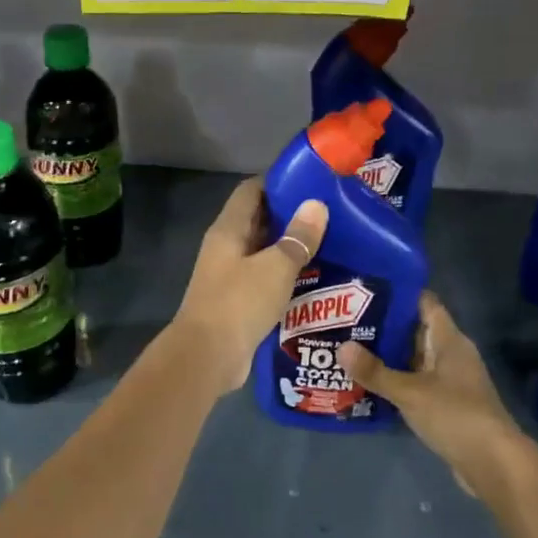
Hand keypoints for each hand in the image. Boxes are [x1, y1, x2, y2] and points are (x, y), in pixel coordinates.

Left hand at [170, 177, 327, 395]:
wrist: (207, 356)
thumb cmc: (239, 303)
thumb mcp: (275, 267)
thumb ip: (297, 238)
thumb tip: (316, 205)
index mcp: (228, 230)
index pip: (251, 191)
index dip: (278, 182)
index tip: (311, 181)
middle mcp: (226, 248)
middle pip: (258, 220)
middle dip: (290, 215)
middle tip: (329, 214)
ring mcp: (229, 275)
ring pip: (263, 252)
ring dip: (290, 248)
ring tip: (330, 243)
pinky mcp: (237, 301)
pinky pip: (264, 279)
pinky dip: (285, 276)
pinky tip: (314, 279)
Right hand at [339, 292, 523, 482]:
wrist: (494, 465)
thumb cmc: (456, 416)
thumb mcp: (410, 392)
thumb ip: (375, 371)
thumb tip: (341, 348)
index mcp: (449, 340)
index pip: (425, 303)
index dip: (398, 293)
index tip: (364, 288)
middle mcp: (451, 355)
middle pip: (415, 330)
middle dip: (383, 325)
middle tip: (344, 320)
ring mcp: (450, 381)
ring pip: (413, 359)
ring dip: (386, 356)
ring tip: (348, 349)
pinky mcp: (446, 405)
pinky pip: (415, 383)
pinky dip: (394, 381)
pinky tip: (367, 383)